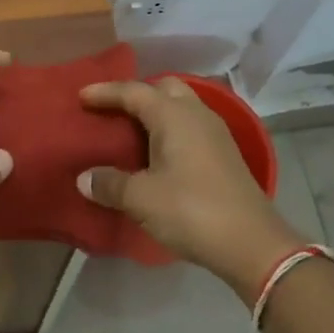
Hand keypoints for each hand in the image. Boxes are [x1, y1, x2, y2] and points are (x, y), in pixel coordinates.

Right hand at [77, 77, 310, 300]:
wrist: (253, 244)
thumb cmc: (192, 211)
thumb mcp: (142, 199)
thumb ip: (110, 184)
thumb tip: (84, 178)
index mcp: (174, 115)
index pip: (133, 91)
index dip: (105, 92)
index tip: (81, 96)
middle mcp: (196, 114)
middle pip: (164, 88)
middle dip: (136, 93)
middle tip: (112, 110)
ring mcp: (216, 133)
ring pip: (181, 105)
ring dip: (156, 110)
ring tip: (132, 128)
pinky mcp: (225, 153)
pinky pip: (191, 125)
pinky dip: (171, 128)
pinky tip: (159, 151)